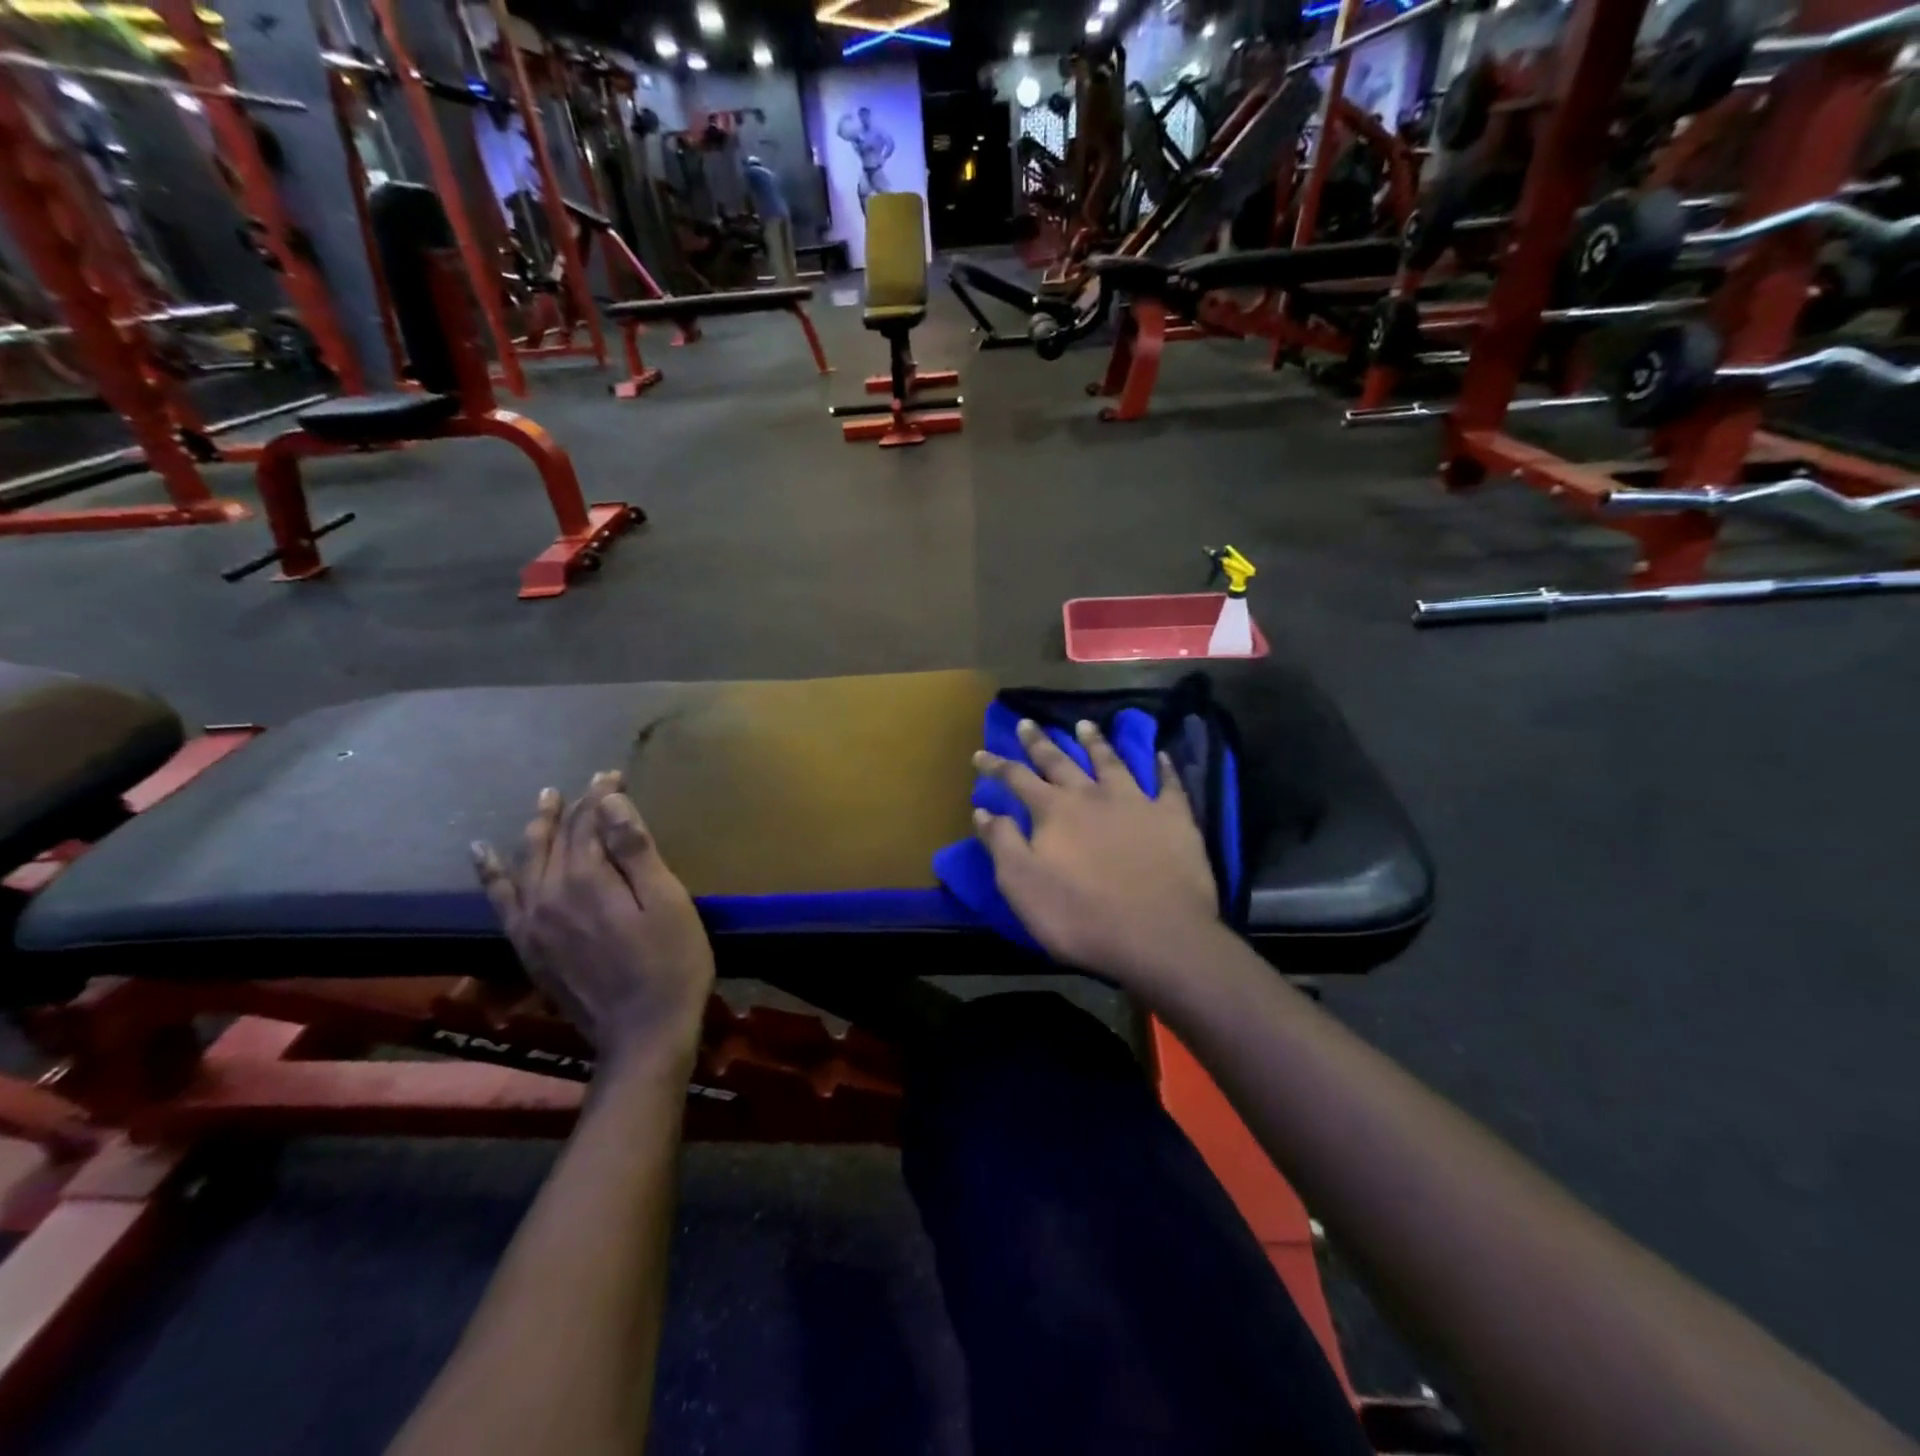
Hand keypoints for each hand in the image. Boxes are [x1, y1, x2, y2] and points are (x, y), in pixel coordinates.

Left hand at [473, 772, 714, 1077]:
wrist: (642, 1034)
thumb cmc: (671, 963)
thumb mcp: (667, 902)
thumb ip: (635, 850)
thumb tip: (608, 802)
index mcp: (588, 879)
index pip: (590, 822)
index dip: (602, 795)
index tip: (615, 774)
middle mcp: (549, 893)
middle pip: (558, 837)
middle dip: (575, 806)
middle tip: (592, 783)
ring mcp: (531, 922)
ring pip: (526, 861)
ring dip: (536, 828)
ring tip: (544, 801)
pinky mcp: (526, 946)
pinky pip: (500, 898)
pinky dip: (491, 873)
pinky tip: (483, 854)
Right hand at [973, 719, 1221, 986]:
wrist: (1158, 935)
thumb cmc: (1081, 916)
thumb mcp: (1023, 886)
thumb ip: (1002, 843)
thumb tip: (983, 810)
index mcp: (1054, 811)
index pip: (1017, 779)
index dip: (996, 766)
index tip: (980, 753)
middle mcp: (1092, 796)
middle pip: (1060, 761)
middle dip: (1040, 742)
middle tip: (1028, 722)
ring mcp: (1136, 802)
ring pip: (1111, 762)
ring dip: (1095, 742)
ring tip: (1085, 724)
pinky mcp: (1174, 817)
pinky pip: (1168, 784)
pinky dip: (1163, 767)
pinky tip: (1160, 755)